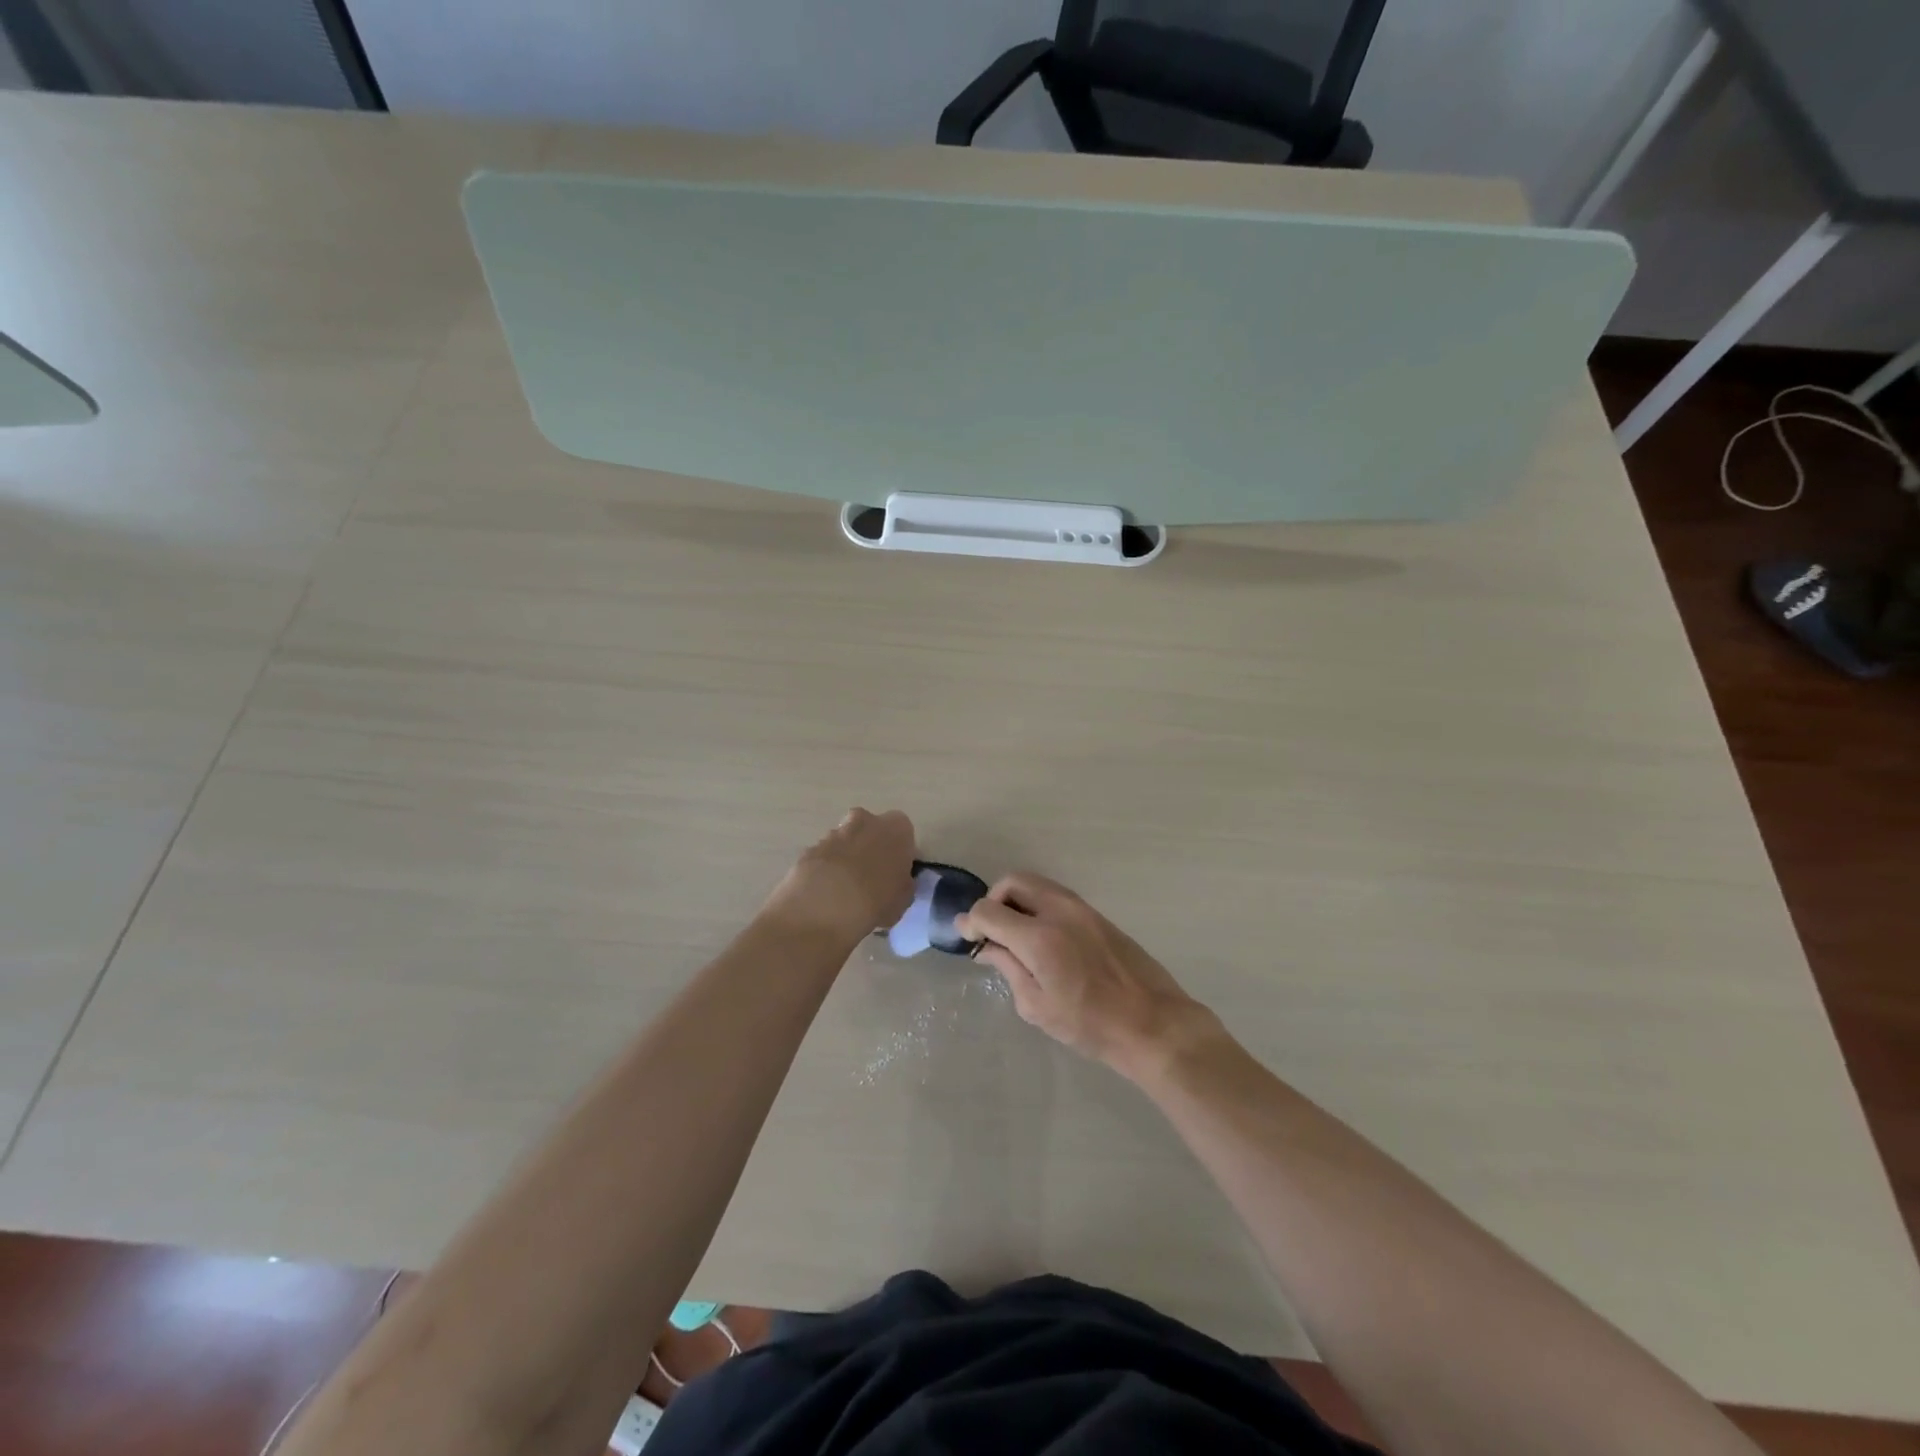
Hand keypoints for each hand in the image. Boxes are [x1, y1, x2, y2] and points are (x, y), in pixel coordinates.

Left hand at [765, 808, 916, 943]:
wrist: (826, 906)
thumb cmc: (878, 900)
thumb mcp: (904, 898)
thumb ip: (902, 883)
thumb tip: (895, 882)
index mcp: (895, 828)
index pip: (902, 832)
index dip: (899, 852)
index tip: (895, 872)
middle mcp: (865, 820)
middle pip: (870, 829)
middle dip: (869, 847)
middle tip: (870, 877)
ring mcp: (834, 833)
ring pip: (844, 841)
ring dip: (846, 858)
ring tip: (845, 891)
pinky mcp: (809, 848)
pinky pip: (823, 856)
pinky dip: (825, 870)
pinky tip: (825, 894)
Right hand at [958, 873, 1216, 1078]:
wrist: (1152, 1022)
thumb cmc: (1090, 1025)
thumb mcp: (1037, 1006)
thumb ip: (1008, 968)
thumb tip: (987, 946)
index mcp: (1038, 937)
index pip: (988, 910)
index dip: (970, 922)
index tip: (968, 938)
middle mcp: (1058, 911)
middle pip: (1012, 881)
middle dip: (993, 901)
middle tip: (992, 932)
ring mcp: (1081, 908)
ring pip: (1036, 884)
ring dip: (1017, 901)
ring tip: (1016, 935)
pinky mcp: (1096, 914)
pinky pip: (1056, 896)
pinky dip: (1038, 905)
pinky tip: (1042, 938)